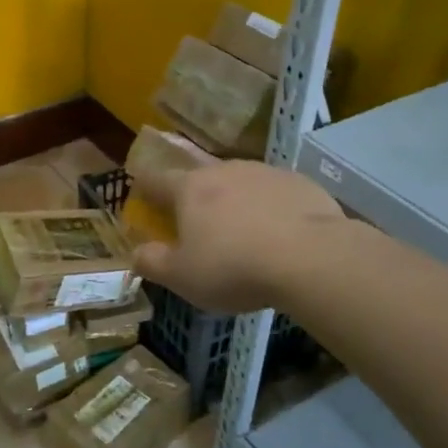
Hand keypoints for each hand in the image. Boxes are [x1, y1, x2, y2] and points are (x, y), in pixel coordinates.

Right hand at [131, 160, 346, 312]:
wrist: (311, 258)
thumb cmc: (234, 267)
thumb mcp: (182, 277)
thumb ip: (152, 263)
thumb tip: (136, 253)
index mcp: (189, 188)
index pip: (156, 179)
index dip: (145, 187)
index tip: (142, 195)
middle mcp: (224, 170)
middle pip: (201, 179)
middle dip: (195, 199)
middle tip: (198, 226)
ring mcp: (264, 172)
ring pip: (240, 184)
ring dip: (235, 203)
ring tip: (243, 234)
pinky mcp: (299, 183)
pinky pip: (274, 194)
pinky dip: (270, 210)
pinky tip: (280, 236)